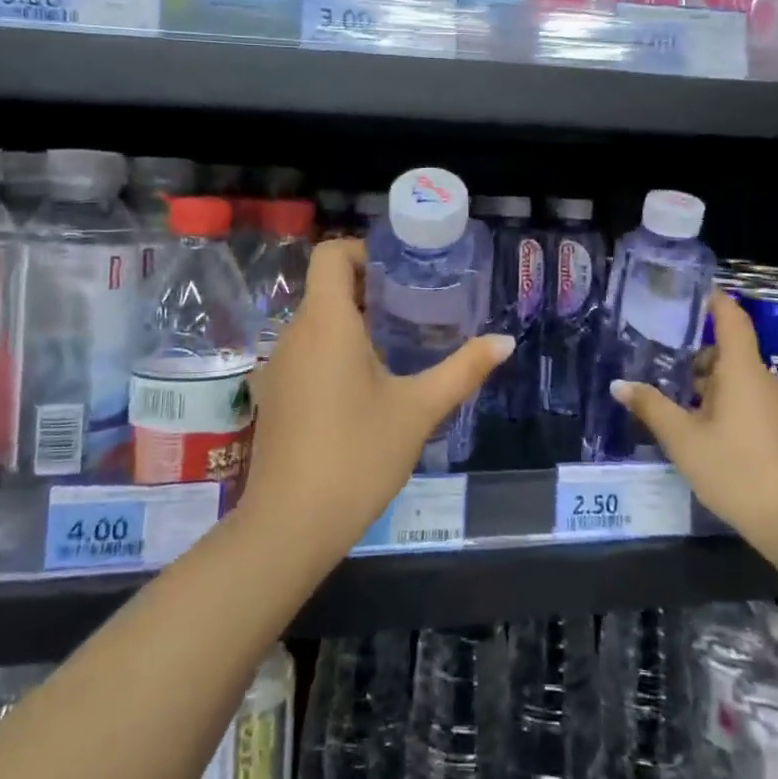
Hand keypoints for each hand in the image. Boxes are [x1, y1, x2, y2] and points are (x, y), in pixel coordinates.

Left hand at [240, 238, 512, 570]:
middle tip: (415, 310)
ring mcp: (277, 366)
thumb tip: (505, 342)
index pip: (330, 254)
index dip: (364, 252)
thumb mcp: (418, 410)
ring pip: (316, 323)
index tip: (401, 275)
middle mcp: (293, 333)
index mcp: (326, 322)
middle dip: (370, 291)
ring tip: (397, 349)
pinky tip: (365, 389)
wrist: (290, 526)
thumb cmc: (358, 456)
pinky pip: (305, 353)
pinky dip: (334, 352)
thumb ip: (462, 370)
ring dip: (353, 324)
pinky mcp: (272, 395)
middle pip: (326, 288)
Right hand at [610, 290, 777, 554]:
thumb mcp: (683, 439)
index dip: (713, 300)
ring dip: (707, 385)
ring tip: (673, 402)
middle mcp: (764, 381)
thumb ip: (651, 407)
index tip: (688, 292)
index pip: (731, 318)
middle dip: (695, 356)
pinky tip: (702, 432)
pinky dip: (724, 405)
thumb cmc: (736, 470)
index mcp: (742, 370)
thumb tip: (619, 384)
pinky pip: (749, 403)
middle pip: (728, 352)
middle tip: (659, 362)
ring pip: (737, 381)